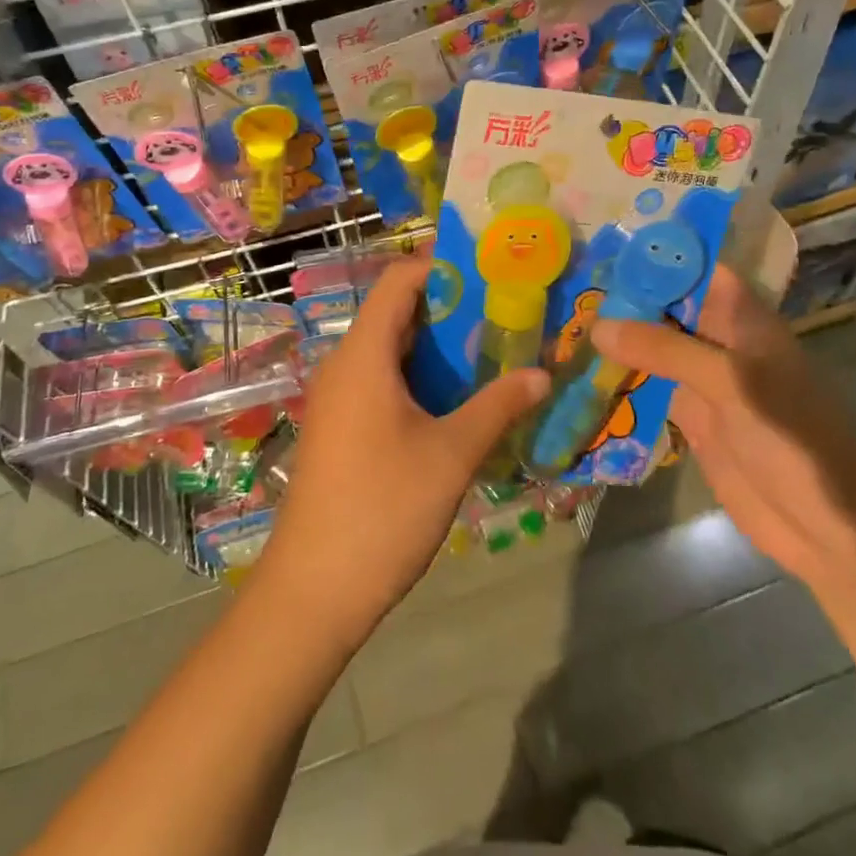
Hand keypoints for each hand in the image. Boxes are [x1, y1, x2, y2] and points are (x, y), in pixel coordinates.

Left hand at [254, 258, 549, 648]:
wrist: (314, 590)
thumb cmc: (383, 509)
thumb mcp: (450, 455)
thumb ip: (497, 407)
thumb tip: (542, 374)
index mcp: (363, 356)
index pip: (399, 280)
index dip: (441, 265)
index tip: (491, 269)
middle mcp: (345, 365)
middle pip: (396, 312)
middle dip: (450, 305)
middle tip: (506, 308)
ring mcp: (339, 398)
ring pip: (391, 349)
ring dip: (438, 345)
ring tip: (494, 346)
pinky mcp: (341, 426)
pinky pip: (382, 380)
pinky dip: (421, 375)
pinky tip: (461, 396)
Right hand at [590, 265, 855, 581]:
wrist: (826, 525)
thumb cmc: (792, 437)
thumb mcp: (731, 382)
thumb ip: (664, 349)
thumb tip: (597, 325)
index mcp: (742, 318)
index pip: (695, 268)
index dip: (654, 254)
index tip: (601, 243)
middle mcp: (718, 340)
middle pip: (666, 305)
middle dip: (622, 294)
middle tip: (564, 279)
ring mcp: (702, 379)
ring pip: (652, 345)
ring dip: (615, 335)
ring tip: (559, 315)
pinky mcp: (688, 416)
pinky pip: (647, 386)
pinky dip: (617, 377)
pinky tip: (577, 367)